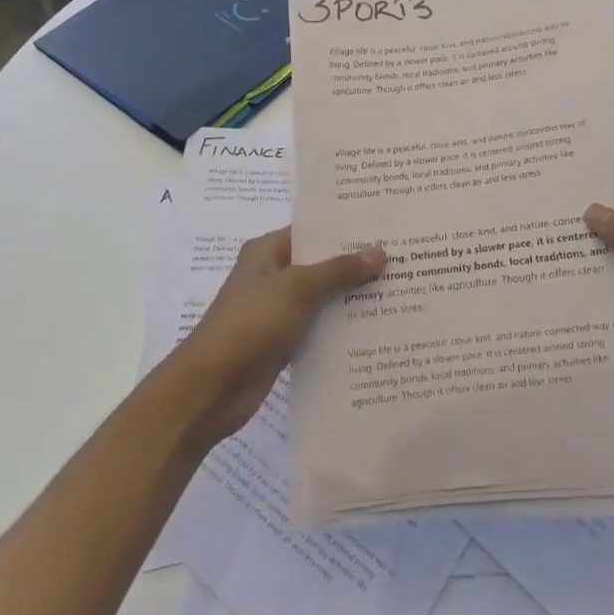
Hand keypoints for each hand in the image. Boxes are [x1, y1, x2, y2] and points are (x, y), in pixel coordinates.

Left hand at [167, 227, 386, 447]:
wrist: (210, 390)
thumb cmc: (249, 325)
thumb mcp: (296, 289)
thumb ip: (338, 270)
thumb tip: (380, 251)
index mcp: (267, 252)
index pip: (312, 230)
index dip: (345, 227)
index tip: (384, 224)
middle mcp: (273, 276)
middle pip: (321, 263)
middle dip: (356, 263)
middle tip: (403, 256)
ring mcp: (278, 310)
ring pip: (323, 296)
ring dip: (352, 296)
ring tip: (398, 288)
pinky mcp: (284, 341)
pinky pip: (320, 326)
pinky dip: (342, 326)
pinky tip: (376, 326)